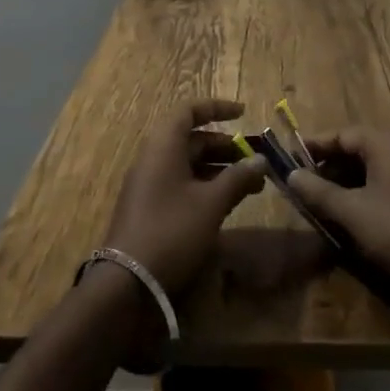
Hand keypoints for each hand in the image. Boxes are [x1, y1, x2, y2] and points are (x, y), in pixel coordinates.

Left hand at [102, 101, 268, 295]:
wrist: (128, 283)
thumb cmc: (172, 230)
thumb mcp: (211, 203)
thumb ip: (238, 178)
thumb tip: (261, 161)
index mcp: (164, 146)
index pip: (189, 111)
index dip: (217, 108)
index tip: (243, 113)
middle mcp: (154, 158)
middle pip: (192, 139)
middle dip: (226, 147)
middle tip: (254, 161)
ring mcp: (149, 184)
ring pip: (189, 164)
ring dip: (220, 170)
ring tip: (251, 185)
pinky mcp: (150, 208)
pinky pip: (182, 184)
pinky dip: (206, 187)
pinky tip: (227, 204)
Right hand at [287, 128, 389, 298]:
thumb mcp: (353, 213)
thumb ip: (320, 192)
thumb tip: (291, 174)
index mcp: (385, 144)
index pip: (341, 134)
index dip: (314, 147)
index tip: (289, 161)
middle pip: (356, 150)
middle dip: (328, 167)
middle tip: (303, 188)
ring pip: (371, 172)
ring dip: (345, 185)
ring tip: (322, 207)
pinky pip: (385, 189)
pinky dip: (364, 198)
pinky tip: (352, 222)